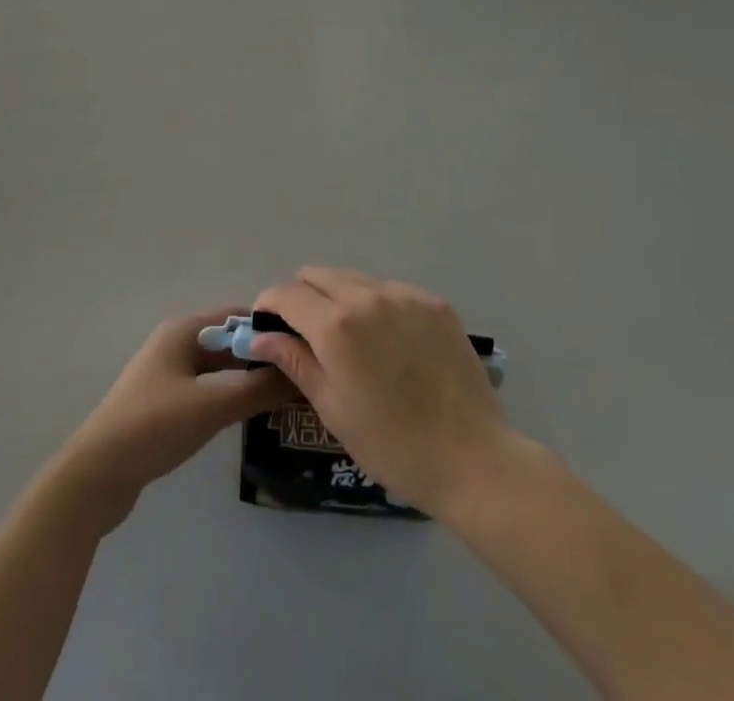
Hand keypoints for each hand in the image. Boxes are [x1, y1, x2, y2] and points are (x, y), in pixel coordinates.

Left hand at [54, 308, 290, 530]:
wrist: (98, 475)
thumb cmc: (155, 426)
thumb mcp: (212, 405)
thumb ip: (257, 389)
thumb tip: (300, 373)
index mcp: (183, 330)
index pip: (236, 315)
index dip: (269, 328)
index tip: (303, 347)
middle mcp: (176, 344)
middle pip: (228, 342)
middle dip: (261, 356)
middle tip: (300, 376)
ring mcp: (168, 375)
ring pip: (219, 369)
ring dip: (247, 379)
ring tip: (285, 397)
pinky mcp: (165, 404)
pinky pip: (207, 390)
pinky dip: (229, 397)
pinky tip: (251, 416)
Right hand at [250, 268, 510, 517]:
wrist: (473, 458)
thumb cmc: (393, 445)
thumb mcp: (333, 408)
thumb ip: (295, 361)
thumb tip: (260, 337)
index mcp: (336, 326)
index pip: (286, 294)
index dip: (269, 306)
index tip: (267, 327)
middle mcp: (367, 296)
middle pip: (318, 275)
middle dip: (301, 297)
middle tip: (306, 335)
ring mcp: (404, 295)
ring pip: (354, 279)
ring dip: (338, 298)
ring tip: (351, 340)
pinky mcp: (434, 302)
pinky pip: (390, 290)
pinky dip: (376, 305)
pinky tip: (389, 343)